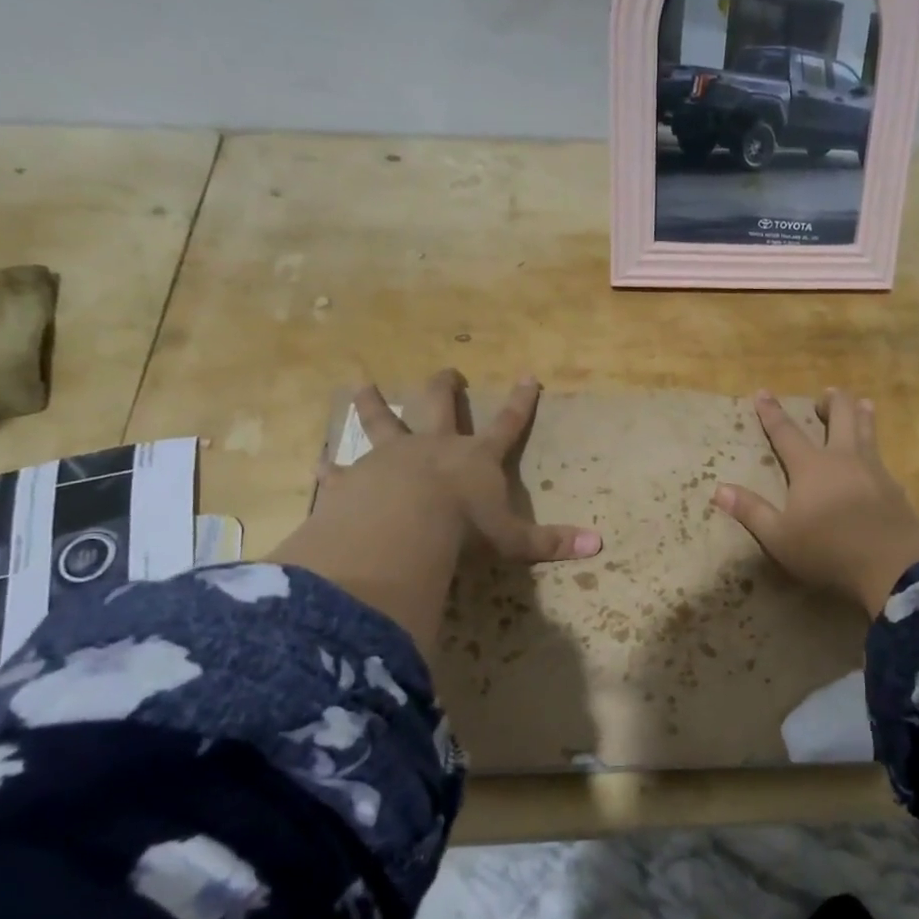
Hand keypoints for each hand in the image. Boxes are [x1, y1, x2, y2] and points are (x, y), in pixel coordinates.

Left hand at [327, 372, 601, 563]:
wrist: (404, 526)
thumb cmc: (465, 529)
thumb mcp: (513, 540)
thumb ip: (551, 542)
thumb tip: (600, 546)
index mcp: (476, 458)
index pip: (507, 424)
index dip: (520, 402)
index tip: (527, 375)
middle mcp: (435, 446)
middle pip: (440, 405)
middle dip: (444, 386)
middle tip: (447, 372)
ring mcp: (392, 456)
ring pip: (382, 420)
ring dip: (372, 402)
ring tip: (359, 383)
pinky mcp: (355, 478)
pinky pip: (341, 470)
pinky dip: (331, 469)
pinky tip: (318, 466)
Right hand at [714, 389, 918, 618]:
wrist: (893, 561)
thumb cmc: (828, 548)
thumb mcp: (779, 537)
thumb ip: (751, 511)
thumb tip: (719, 489)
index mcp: (810, 466)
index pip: (786, 432)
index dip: (772, 412)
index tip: (763, 392)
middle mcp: (842, 458)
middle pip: (840, 416)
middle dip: (832, 401)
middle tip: (826, 395)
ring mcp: (873, 469)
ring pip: (868, 429)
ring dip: (862, 413)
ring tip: (862, 403)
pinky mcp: (894, 486)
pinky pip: (882, 456)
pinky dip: (877, 447)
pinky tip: (879, 458)